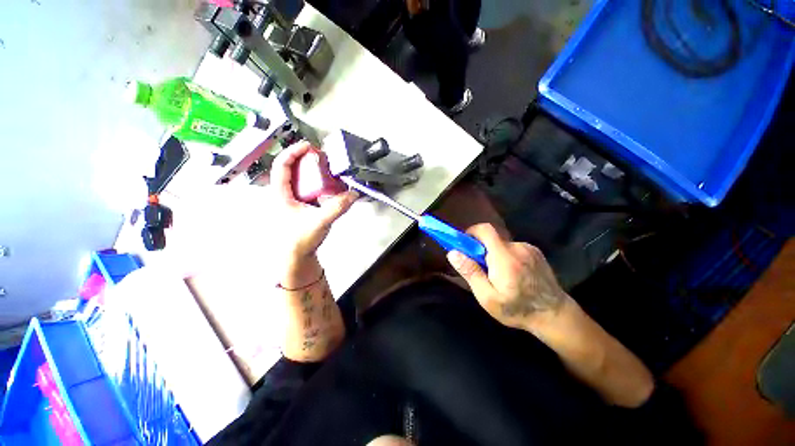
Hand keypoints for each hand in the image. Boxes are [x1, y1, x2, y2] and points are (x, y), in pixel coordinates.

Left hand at [271, 142, 357, 260]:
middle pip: (290, 168)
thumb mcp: (320, 221)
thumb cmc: (300, 239)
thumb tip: (354, 194)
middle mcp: (283, 194)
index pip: (282, 165)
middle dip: (304, 159)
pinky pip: (304, 188)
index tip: (310, 146)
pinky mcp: (298, 206)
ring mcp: (290, 200)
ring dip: (310, 170)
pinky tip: (326, 186)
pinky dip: (314, 182)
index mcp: (281, 194)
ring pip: (297, 178)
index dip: (294, 152)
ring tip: (325, 168)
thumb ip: (338, 207)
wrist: (296, 257)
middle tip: (322, 157)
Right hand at [446, 223, 569, 331]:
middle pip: (492, 238)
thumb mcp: (487, 296)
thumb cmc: (517, 309)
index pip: (485, 230)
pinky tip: (512, 274)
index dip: (471, 233)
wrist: (556, 316)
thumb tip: (453, 253)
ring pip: (502, 244)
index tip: (465, 246)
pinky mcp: (536, 252)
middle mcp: (517, 247)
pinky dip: (506, 256)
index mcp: (504, 257)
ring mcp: (529, 248)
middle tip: (481, 269)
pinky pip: (513, 248)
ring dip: (494, 254)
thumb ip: (470, 272)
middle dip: (481, 249)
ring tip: (499, 276)